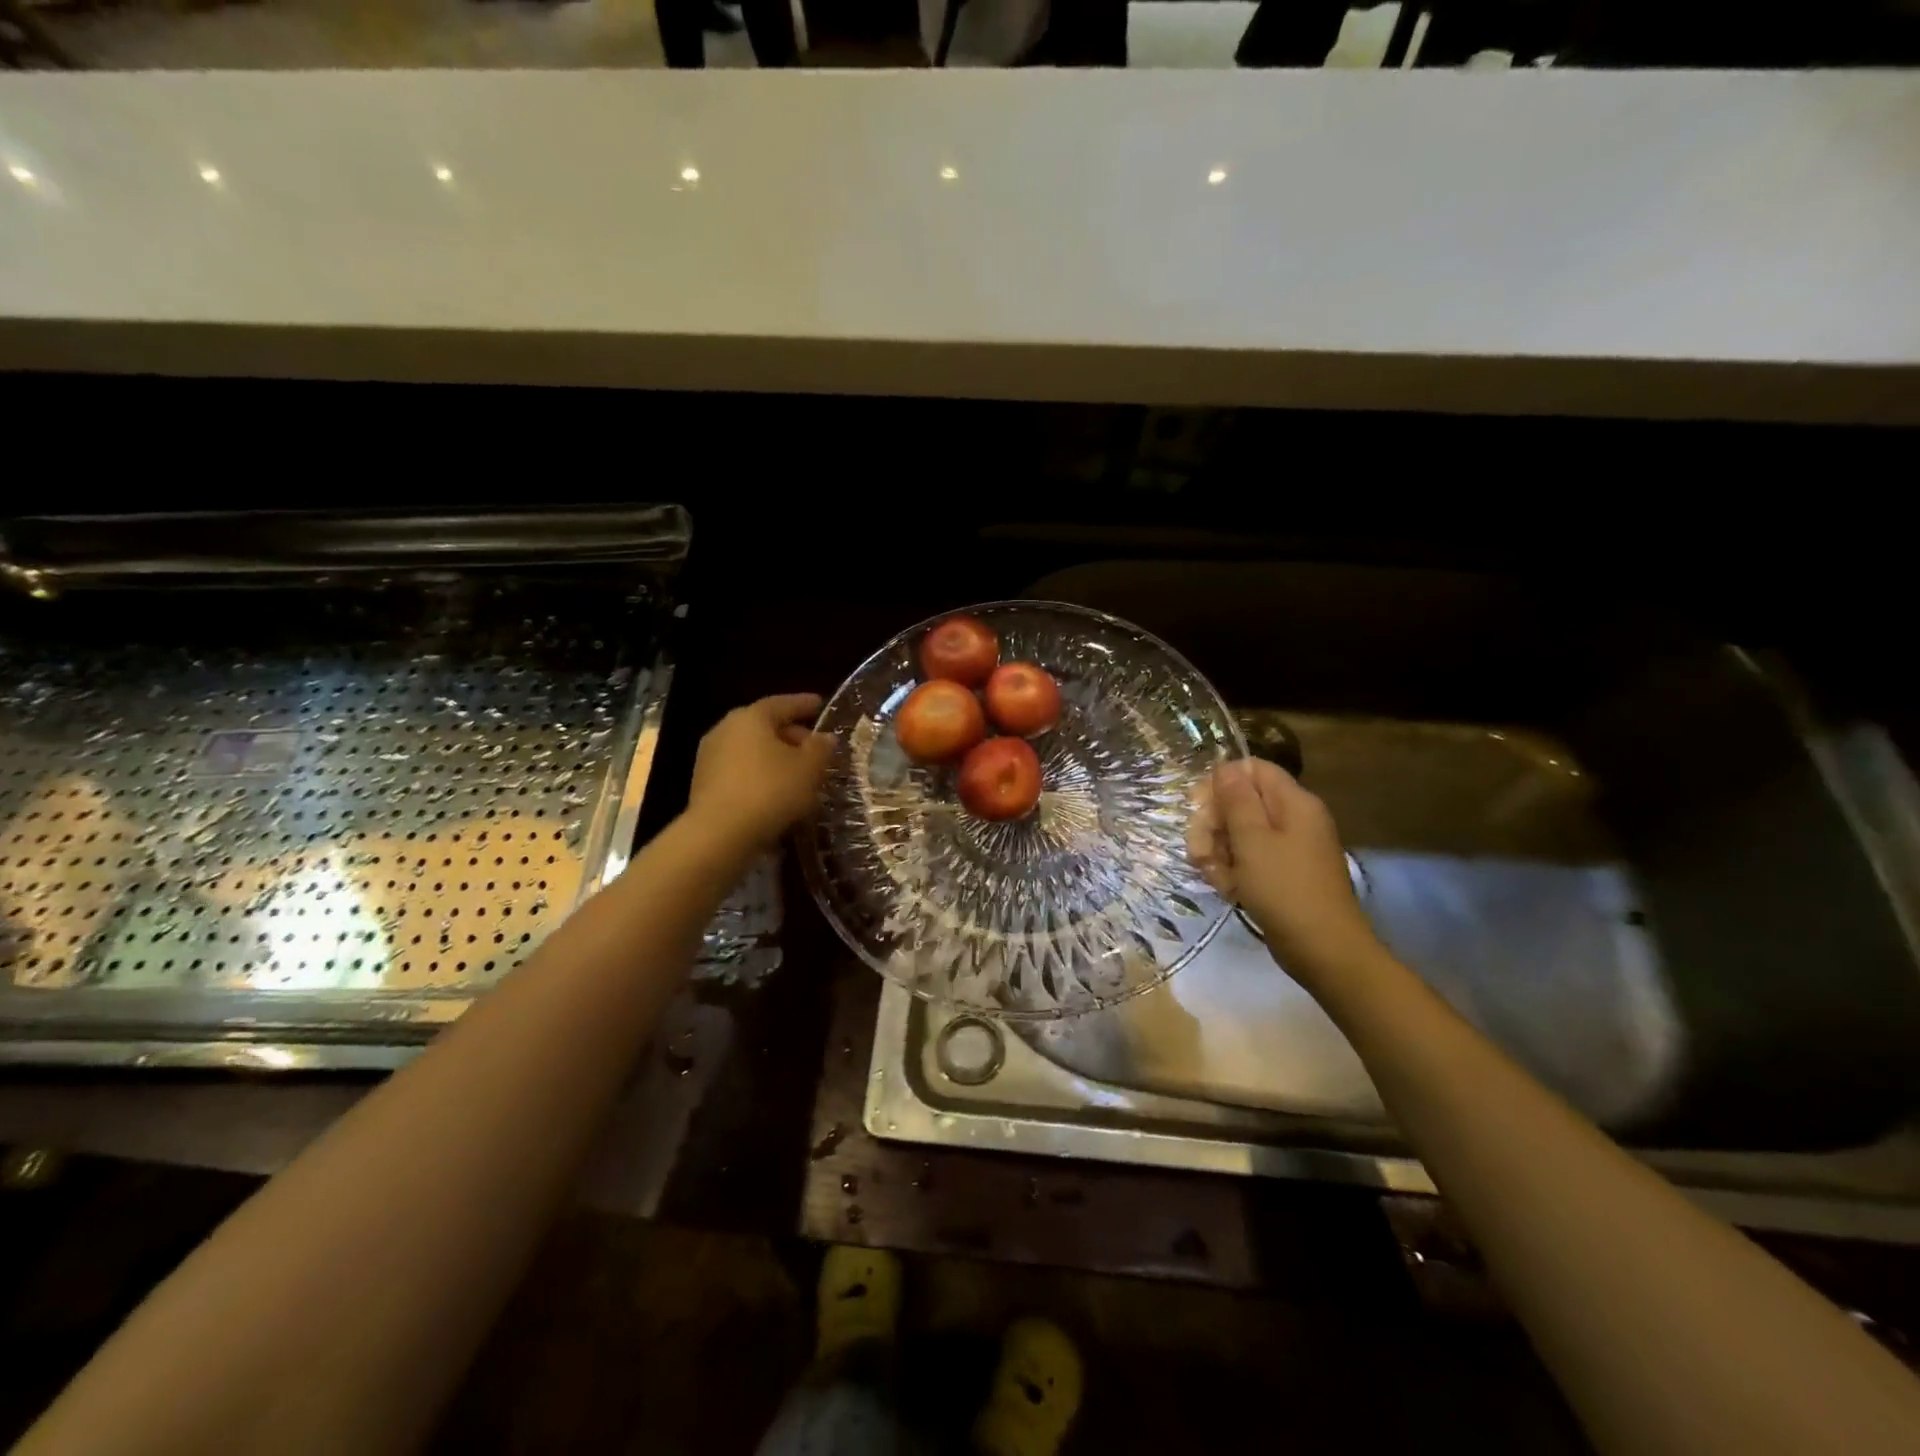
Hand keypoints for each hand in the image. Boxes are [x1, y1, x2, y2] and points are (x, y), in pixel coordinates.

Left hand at [687, 694, 835, 853]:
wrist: (719, 834)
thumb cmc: (770, 791)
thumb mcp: (808, 768)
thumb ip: (820, 748)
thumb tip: (825, 738)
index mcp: (751, 717)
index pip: (783, 703)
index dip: (804, 704)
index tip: (820, 704)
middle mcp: (726, 730)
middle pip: (765, 727)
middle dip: (792, 736)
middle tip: (816, 749)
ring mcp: (711, 757)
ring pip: (753, 751)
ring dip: (777, 760)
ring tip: (801, 776)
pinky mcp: (705, 784)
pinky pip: (742, 772)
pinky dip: (762, 776)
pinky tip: (778, 794)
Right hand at [1188, 758, 1382, 987]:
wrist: (1323, 950)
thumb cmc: (1285, 889)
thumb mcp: (1253, 840)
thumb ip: (1236, 799)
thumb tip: (1225, 767)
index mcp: (1293, 802)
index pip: (1251, 769)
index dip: (1220, 782)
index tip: (1198, 807)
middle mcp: (1292, 819)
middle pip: (1240, 802)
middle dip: (1212, 825)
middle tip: (1201, 850)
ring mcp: (1287, 848)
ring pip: (1238, 834)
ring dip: (1217, 852)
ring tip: (1216, 877)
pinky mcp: (1280, 874)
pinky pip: (1247, 860)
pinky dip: (1232, 872)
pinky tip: (1229, 891)